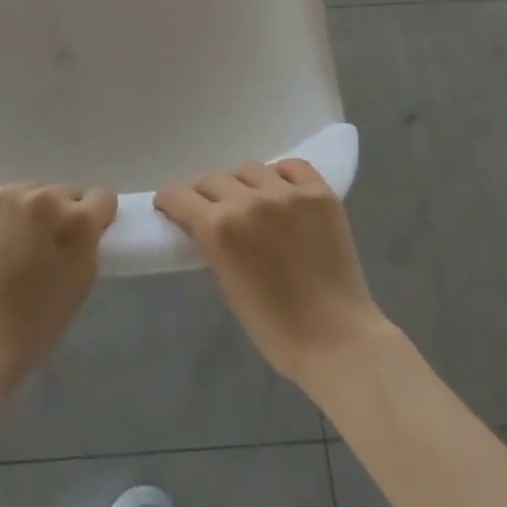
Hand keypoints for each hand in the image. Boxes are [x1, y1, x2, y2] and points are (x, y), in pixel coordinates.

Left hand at [0, 183, 117, 386]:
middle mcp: (45, 198)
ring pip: (29, 191)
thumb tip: (83, 226)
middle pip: (63, 192)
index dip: (95, 216)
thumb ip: (87, 244)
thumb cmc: (34, 323)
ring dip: (26, 211)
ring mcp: (7, 194)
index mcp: (77, 221)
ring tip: (9, 244)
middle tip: (42, 245)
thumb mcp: (81, 282)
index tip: (83, 234)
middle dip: (58, 214)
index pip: (101, 197)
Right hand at [156, 160, 387, 388]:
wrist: (336, 339)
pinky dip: (281, 175)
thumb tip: (203, 224)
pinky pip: (292, 167)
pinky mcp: (319, 193)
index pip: (180, 196)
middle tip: (210, 209)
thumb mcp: (227, 284)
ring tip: (250, 201)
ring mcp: (288, 193)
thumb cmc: (274, 327)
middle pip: (213, 180)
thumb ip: (212, 245)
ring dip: (242, 184)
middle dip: (204, 194)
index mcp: (220, 227)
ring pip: (250, 169)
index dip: (170, 200)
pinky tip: (281, 191)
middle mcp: (250, 200)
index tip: (170, 206)